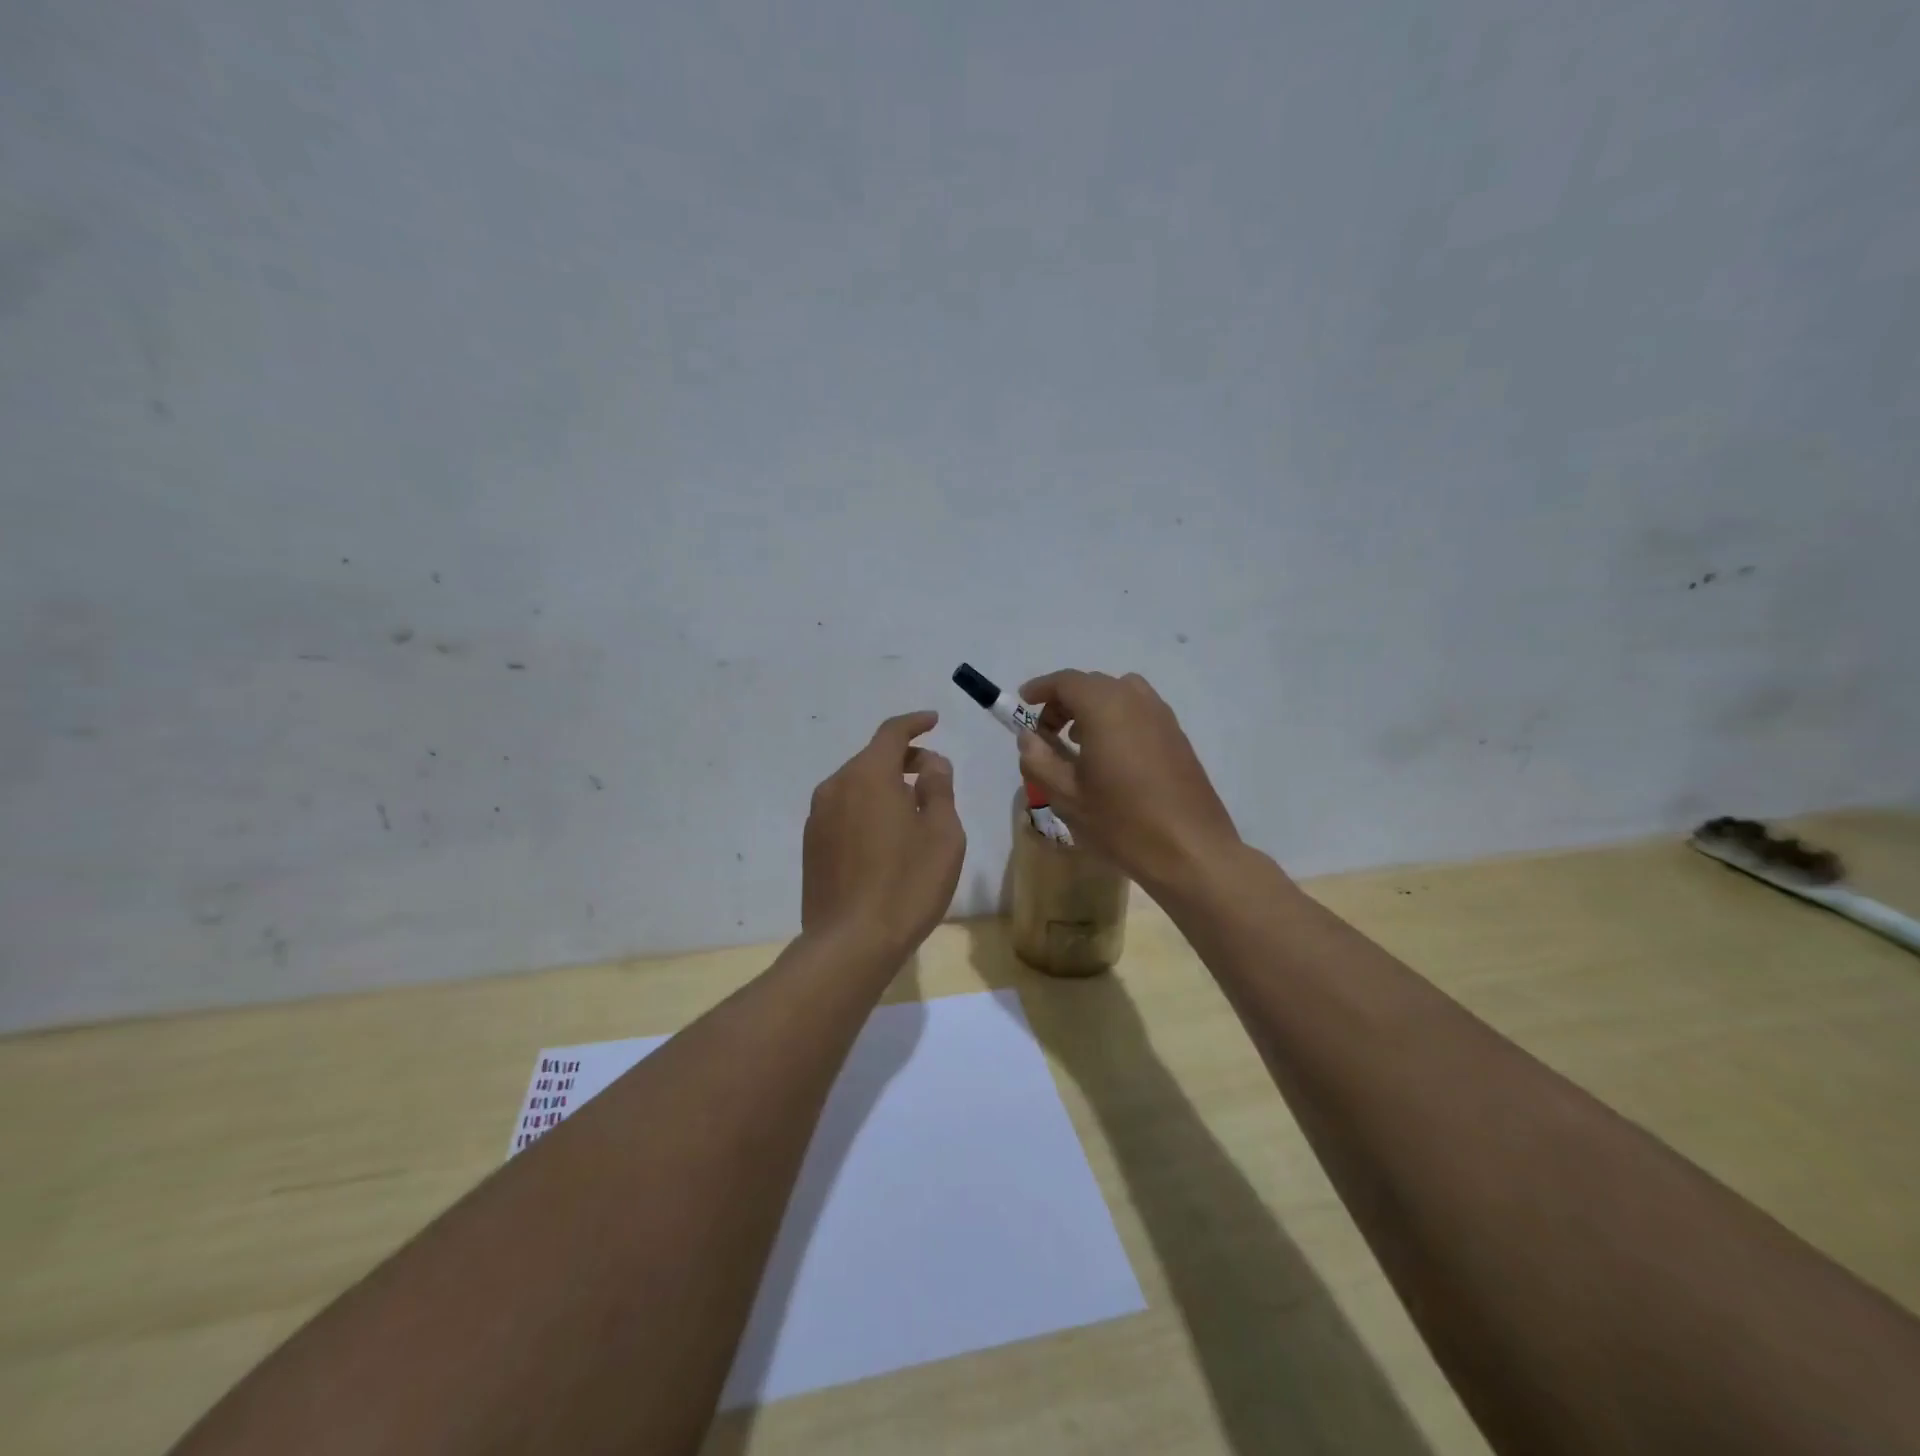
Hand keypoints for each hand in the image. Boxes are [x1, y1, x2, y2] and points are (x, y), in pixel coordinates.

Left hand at [802, 711, 965, 959]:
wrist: (850, 943)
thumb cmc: (906, 884)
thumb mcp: (942, 834)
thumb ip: (938, 789)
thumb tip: (931, 764)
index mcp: (868, 776)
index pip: (891, 733)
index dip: (914, 723)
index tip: (933, 721)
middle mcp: (836, 787)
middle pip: (872, 758)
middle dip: (904, 759)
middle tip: (934, 775)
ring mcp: (818, 818)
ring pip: (856, 786)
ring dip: (885, 786)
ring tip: (913, 810)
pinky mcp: (812, 846)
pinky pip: (844, 811)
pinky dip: (867, 809)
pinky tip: (886, 838)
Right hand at [1016, 670, 1240, 892]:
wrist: (1191, 850)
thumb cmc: (1121, 822)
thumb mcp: (1066, 796)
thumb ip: (1038, 760)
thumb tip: (1028, 737)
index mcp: (1105, 707)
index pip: (1066, 681)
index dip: (1041, 689)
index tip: (1023, 703)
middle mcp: (1136, 700)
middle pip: (1092, 684)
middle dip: (1064, 701)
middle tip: (1046, 732)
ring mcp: (1162, 716)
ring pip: (1119, 694)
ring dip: (1092, 708)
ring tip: (1077, 742)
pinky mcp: (1177, 736)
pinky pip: (1139, 711)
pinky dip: (1116, 718)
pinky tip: (1110, 756)